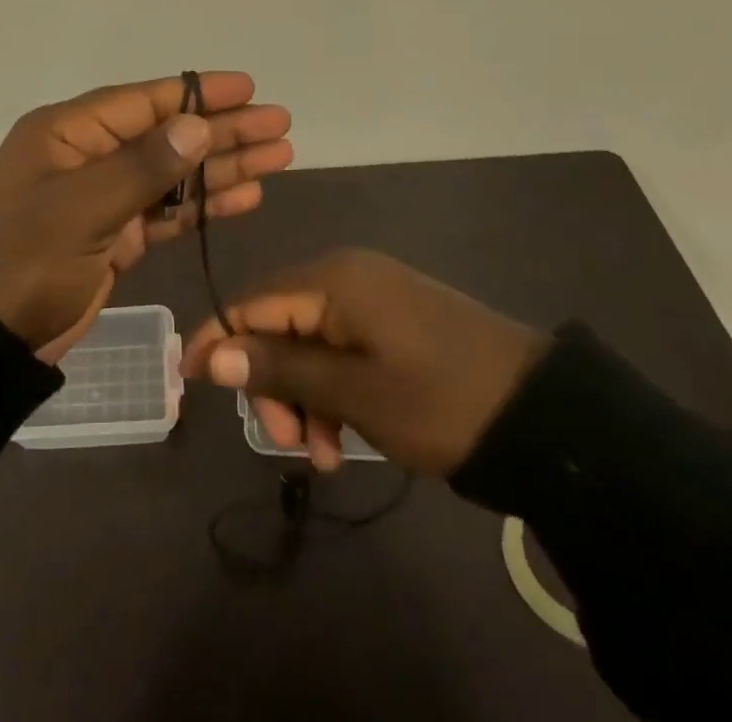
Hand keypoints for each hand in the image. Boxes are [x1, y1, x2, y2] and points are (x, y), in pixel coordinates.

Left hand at [0, 72, 293, 356]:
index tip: (249, 88)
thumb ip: (142, 167)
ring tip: (279, 156)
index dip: (199, 94)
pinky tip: (246, 196)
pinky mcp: (114, 237)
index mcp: (69, 133)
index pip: (145, 101)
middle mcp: (88, 156)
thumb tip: (197, 124)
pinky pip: (167, 212)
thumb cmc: (23, 261)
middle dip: (224, 130)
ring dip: (223, 166)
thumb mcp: (81, 209)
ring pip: (174, 174)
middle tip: (280, 124)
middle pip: (168, 135)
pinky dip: (204, 205)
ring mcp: (102, 198)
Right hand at [181, 248, 548, 473]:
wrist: (542, 413)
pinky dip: (332, 389)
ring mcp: (372, 295)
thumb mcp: (355, 394)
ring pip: (308, 341)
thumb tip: (210, 353)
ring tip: (324, 456)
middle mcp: (346, 275)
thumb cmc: (440, 400)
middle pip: (278, 322)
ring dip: (303, 396)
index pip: (251, 301)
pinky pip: (340, 346)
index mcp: (333, 279)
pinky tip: (344, 437)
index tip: (189, 382)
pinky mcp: (393, 317)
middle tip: (289, 443)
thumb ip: (280, 369)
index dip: (216, 339)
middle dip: (272, 383)